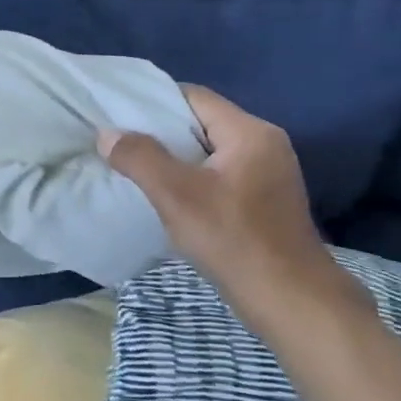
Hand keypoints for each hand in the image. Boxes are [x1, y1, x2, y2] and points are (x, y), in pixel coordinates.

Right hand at [98, 85, 368, 331]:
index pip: (193, 97)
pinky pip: (218, 176)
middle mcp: (265, 145)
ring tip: (136, 169)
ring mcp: (268, 175)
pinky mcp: (265, 202)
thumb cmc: (234, 240)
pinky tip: (167, 197)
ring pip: (208, 152)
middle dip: (160, 132)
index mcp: (250, 133)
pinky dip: (191, 180)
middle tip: (120, 143)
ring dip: (173, 159)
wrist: (292, 304)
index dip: (153, 101)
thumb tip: (107, 134)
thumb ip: (139, 157)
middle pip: (201, 123)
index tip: (118, 115)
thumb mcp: (176, 194)